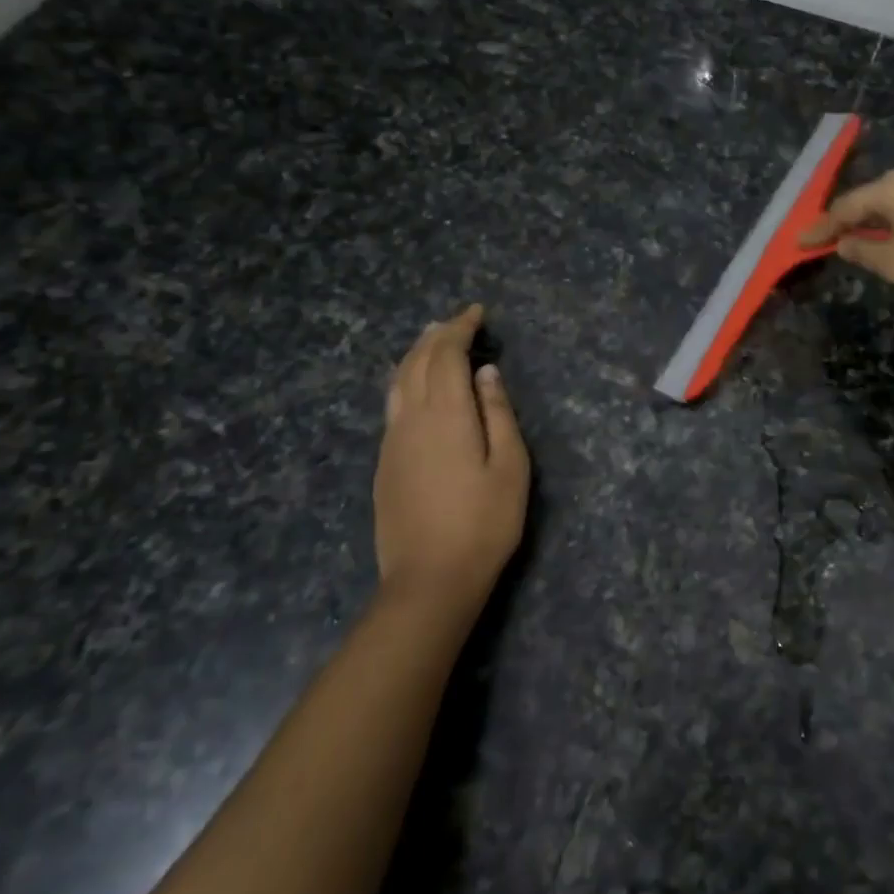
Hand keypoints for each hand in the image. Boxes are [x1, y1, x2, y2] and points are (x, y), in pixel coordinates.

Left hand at [373, 305, 530, 618]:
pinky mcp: (384, 464)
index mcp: (447, 415)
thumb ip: (498, 414)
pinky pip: (391, 404)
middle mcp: (412, 419)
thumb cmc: (484, 523)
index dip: (460, 328)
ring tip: (430, 340)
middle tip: (456, 321)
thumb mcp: (510, 467)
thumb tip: (486, 373)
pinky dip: (404, 380)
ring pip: (397, 382)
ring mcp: (392, 442)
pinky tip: (413, 386)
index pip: (447, 355)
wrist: (429, 580)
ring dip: (415, 354)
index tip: (477, 312)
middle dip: (437, 335)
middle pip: (417, 362)